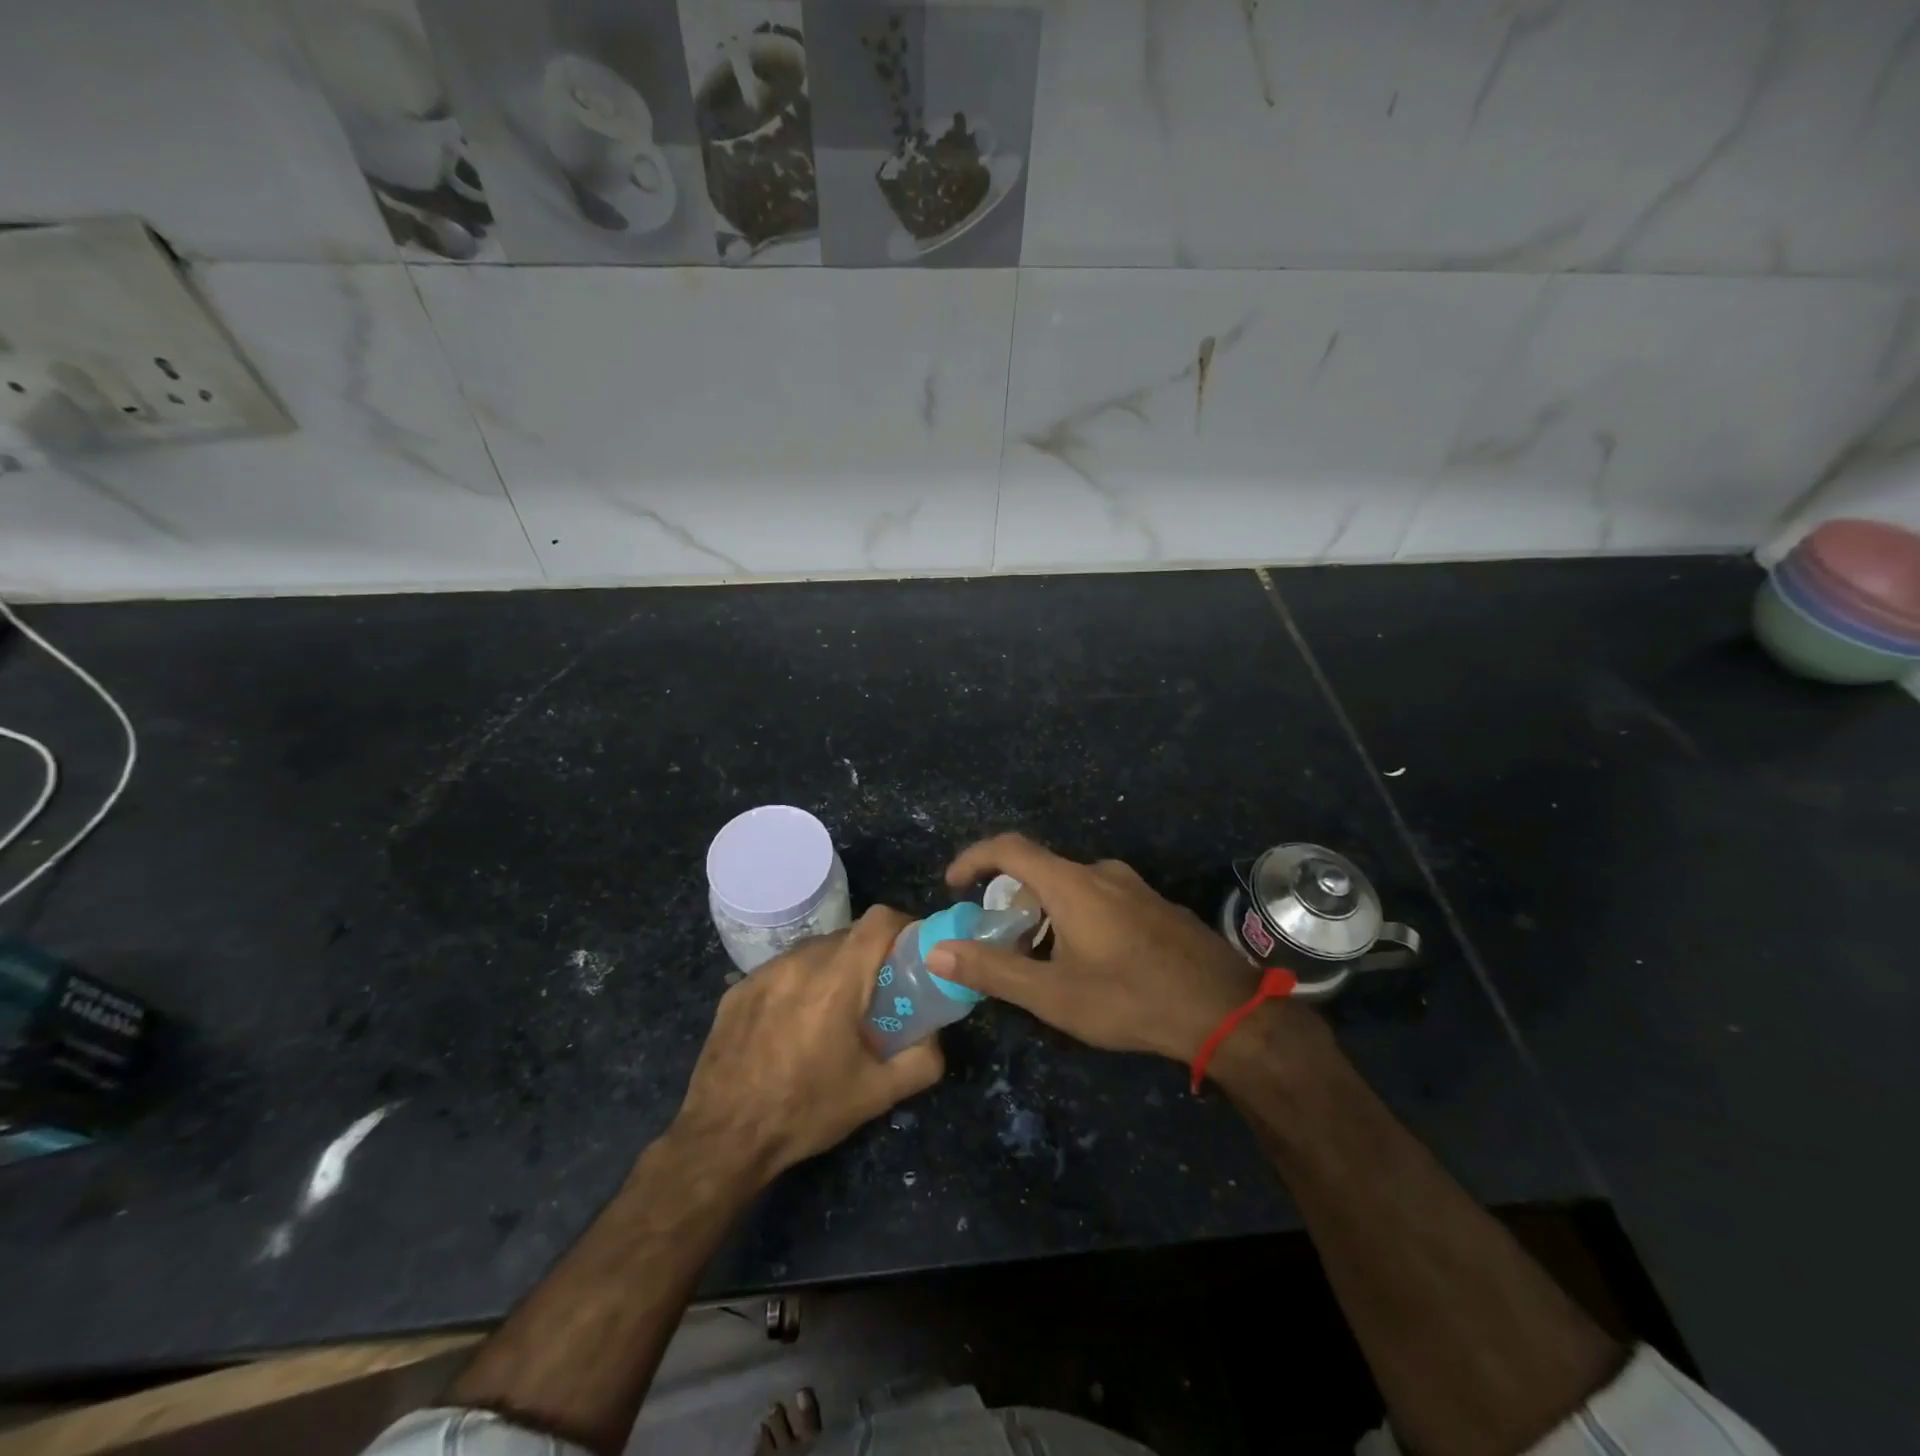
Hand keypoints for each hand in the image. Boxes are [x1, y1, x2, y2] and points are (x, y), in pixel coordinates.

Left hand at [674, 907, 943, 1179]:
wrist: (722, 1139)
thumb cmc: (805, 1112)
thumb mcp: (876, 1095)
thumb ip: (921, 1061)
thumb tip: (936, 1037)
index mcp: (837, 981)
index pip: (879, 920)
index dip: (903, 926)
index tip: (912, 952)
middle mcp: (799, 963)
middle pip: (848, 935)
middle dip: (870, 955)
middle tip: (879, 992)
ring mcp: (763, 973)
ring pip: (813, 950)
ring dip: (834, 968)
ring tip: (834, 1010)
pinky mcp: (738, 989)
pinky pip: (782, 970)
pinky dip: (799, 983)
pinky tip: (793, 1025)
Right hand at [929, 834, 1265, 1062]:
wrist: (1224, 1010)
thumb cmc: (1129, 999)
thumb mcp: (1053, 994)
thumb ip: (993, 969)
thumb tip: (938, 950)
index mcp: (1071, 884)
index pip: (1009, 848)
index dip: (974, 858)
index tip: (954, 884)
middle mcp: (1100, 873)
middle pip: (1040, 869)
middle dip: (1010, 898)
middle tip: (999, 937)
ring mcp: (1133, 886)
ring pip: (1072, 886)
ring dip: (1045, 911)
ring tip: (1042, 956)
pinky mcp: (1155, 905)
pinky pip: (1101, 897)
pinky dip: (1077, 915)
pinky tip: (1089, 960)